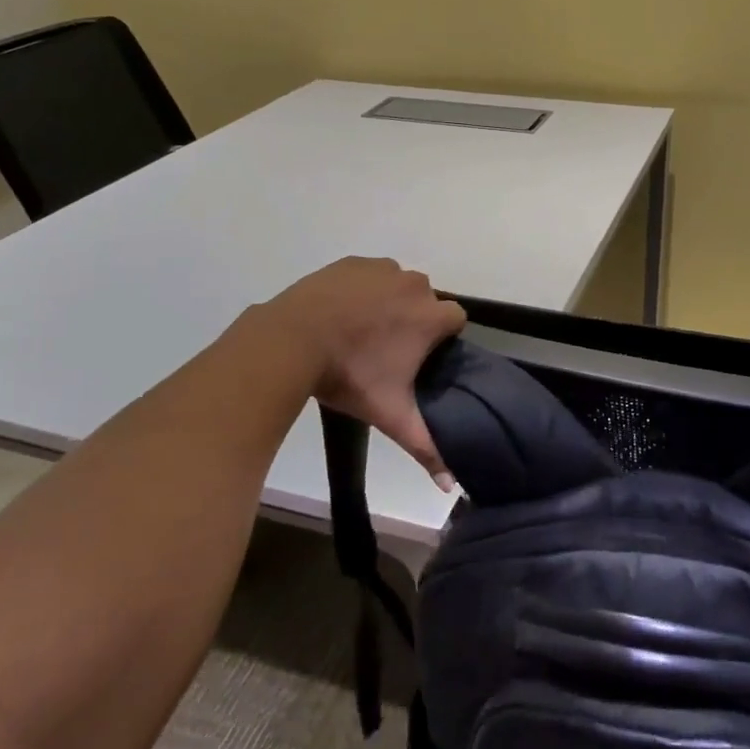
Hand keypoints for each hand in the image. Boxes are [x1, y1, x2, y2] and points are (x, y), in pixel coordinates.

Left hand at [259, 257, 466, 487]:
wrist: (293, 338)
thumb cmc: (349, 376)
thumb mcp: (389, 414)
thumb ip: (424, 445)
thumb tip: (451, 486)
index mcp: (431, 316)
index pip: (456, 320)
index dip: (441, 339)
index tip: (419, 358)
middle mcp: (415, 285)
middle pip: (427, 301)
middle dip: (414, 320)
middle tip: (386, 350)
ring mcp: (382, 269)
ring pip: (399, 285)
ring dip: (389, 302)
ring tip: (361, 330)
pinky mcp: (353, 262)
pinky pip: (370, 274)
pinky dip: (363, 289)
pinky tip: (342, 312)